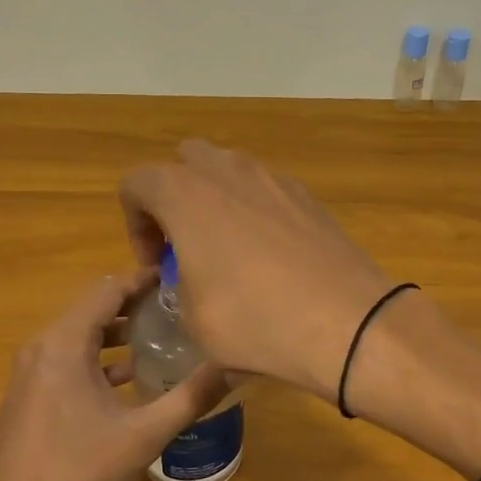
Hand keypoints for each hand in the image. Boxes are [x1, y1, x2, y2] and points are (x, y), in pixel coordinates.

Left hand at [0, 270, 227, 480]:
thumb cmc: (78, 472)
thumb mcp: (145, 434)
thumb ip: (191, 396)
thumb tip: (235, 367)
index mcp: (63, 343)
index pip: (108, 289)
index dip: (143, 279)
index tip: (179, 280)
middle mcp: (41, 347)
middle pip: (92, 308)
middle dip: (135, 305)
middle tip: (177, 308)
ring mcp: (29, 373)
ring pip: (78, 336)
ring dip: (117, 333)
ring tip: (159, 338)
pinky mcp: (27, 397)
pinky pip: (66, 360)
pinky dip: (97, 359)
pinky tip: (128, 380)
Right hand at [118, 141, 395, 398]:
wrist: (345, 320)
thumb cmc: (253, 318)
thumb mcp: (193, 319)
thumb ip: (179, 286)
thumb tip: (192, 281)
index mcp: (185, 192)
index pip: (137, 182)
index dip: (135, 224)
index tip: (156, 264)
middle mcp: (227, 171)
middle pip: (186, 161)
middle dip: (176, 196)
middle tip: (186, 244)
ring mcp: (273, 178)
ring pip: (230, 171)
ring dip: (217, 200)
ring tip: (228, 250)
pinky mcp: (307, 195)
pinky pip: (266, 190)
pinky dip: (255, 211)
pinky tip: (270, 256)